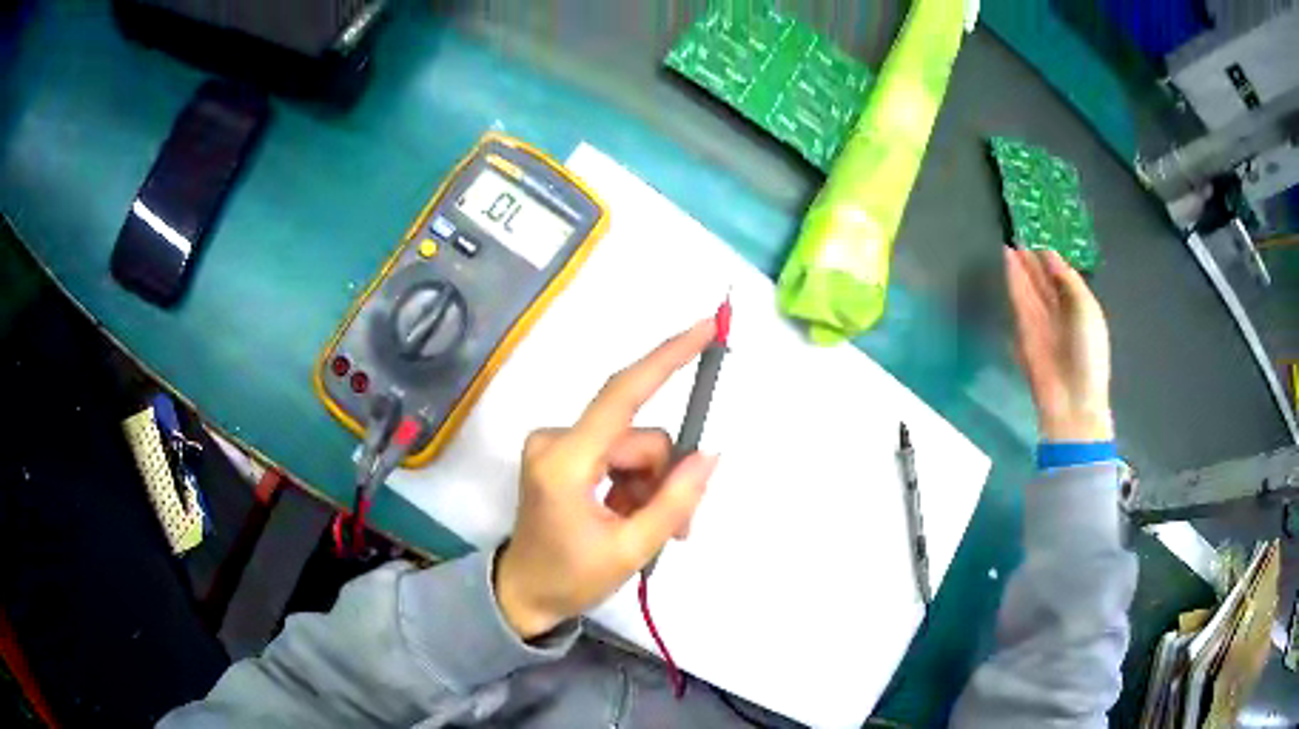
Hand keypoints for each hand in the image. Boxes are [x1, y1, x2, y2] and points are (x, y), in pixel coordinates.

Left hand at [495, 320, 720, 638]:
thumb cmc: (570, 579)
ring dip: (651, 484)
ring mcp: (555, 444)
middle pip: (637, 437)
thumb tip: (710, 454)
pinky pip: (615, 454)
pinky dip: (634, 483)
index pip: (622, 394)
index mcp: (565, 462)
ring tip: (654, 529)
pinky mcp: (560, 452)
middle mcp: (556, 439)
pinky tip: (633, 515)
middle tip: (681, 526)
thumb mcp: (631, 550)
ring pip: (631, 447)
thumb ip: (674, 501)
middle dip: (665, 476)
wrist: (523, 594)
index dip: (666, 357)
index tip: (705, 327)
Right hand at [1005, 247, 1112, 441]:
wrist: (1071, 399)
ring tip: (1010, 244)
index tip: (1039, 236)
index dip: (1052, 259)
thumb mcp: (1087, 309)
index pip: (1063, 278)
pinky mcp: (1024, 332)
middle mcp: (1060, 313)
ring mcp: (1041, 323)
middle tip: (1020, 236)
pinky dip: (1013, 282)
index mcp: (1081, 308)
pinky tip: (1007, 263)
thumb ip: (1069, 281)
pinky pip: (1019, 301)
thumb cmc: (1088, 353)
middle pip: (1044, 282)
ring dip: (1020, 268)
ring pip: (1030, 289)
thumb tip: (1049, 255)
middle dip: (1033, 262)